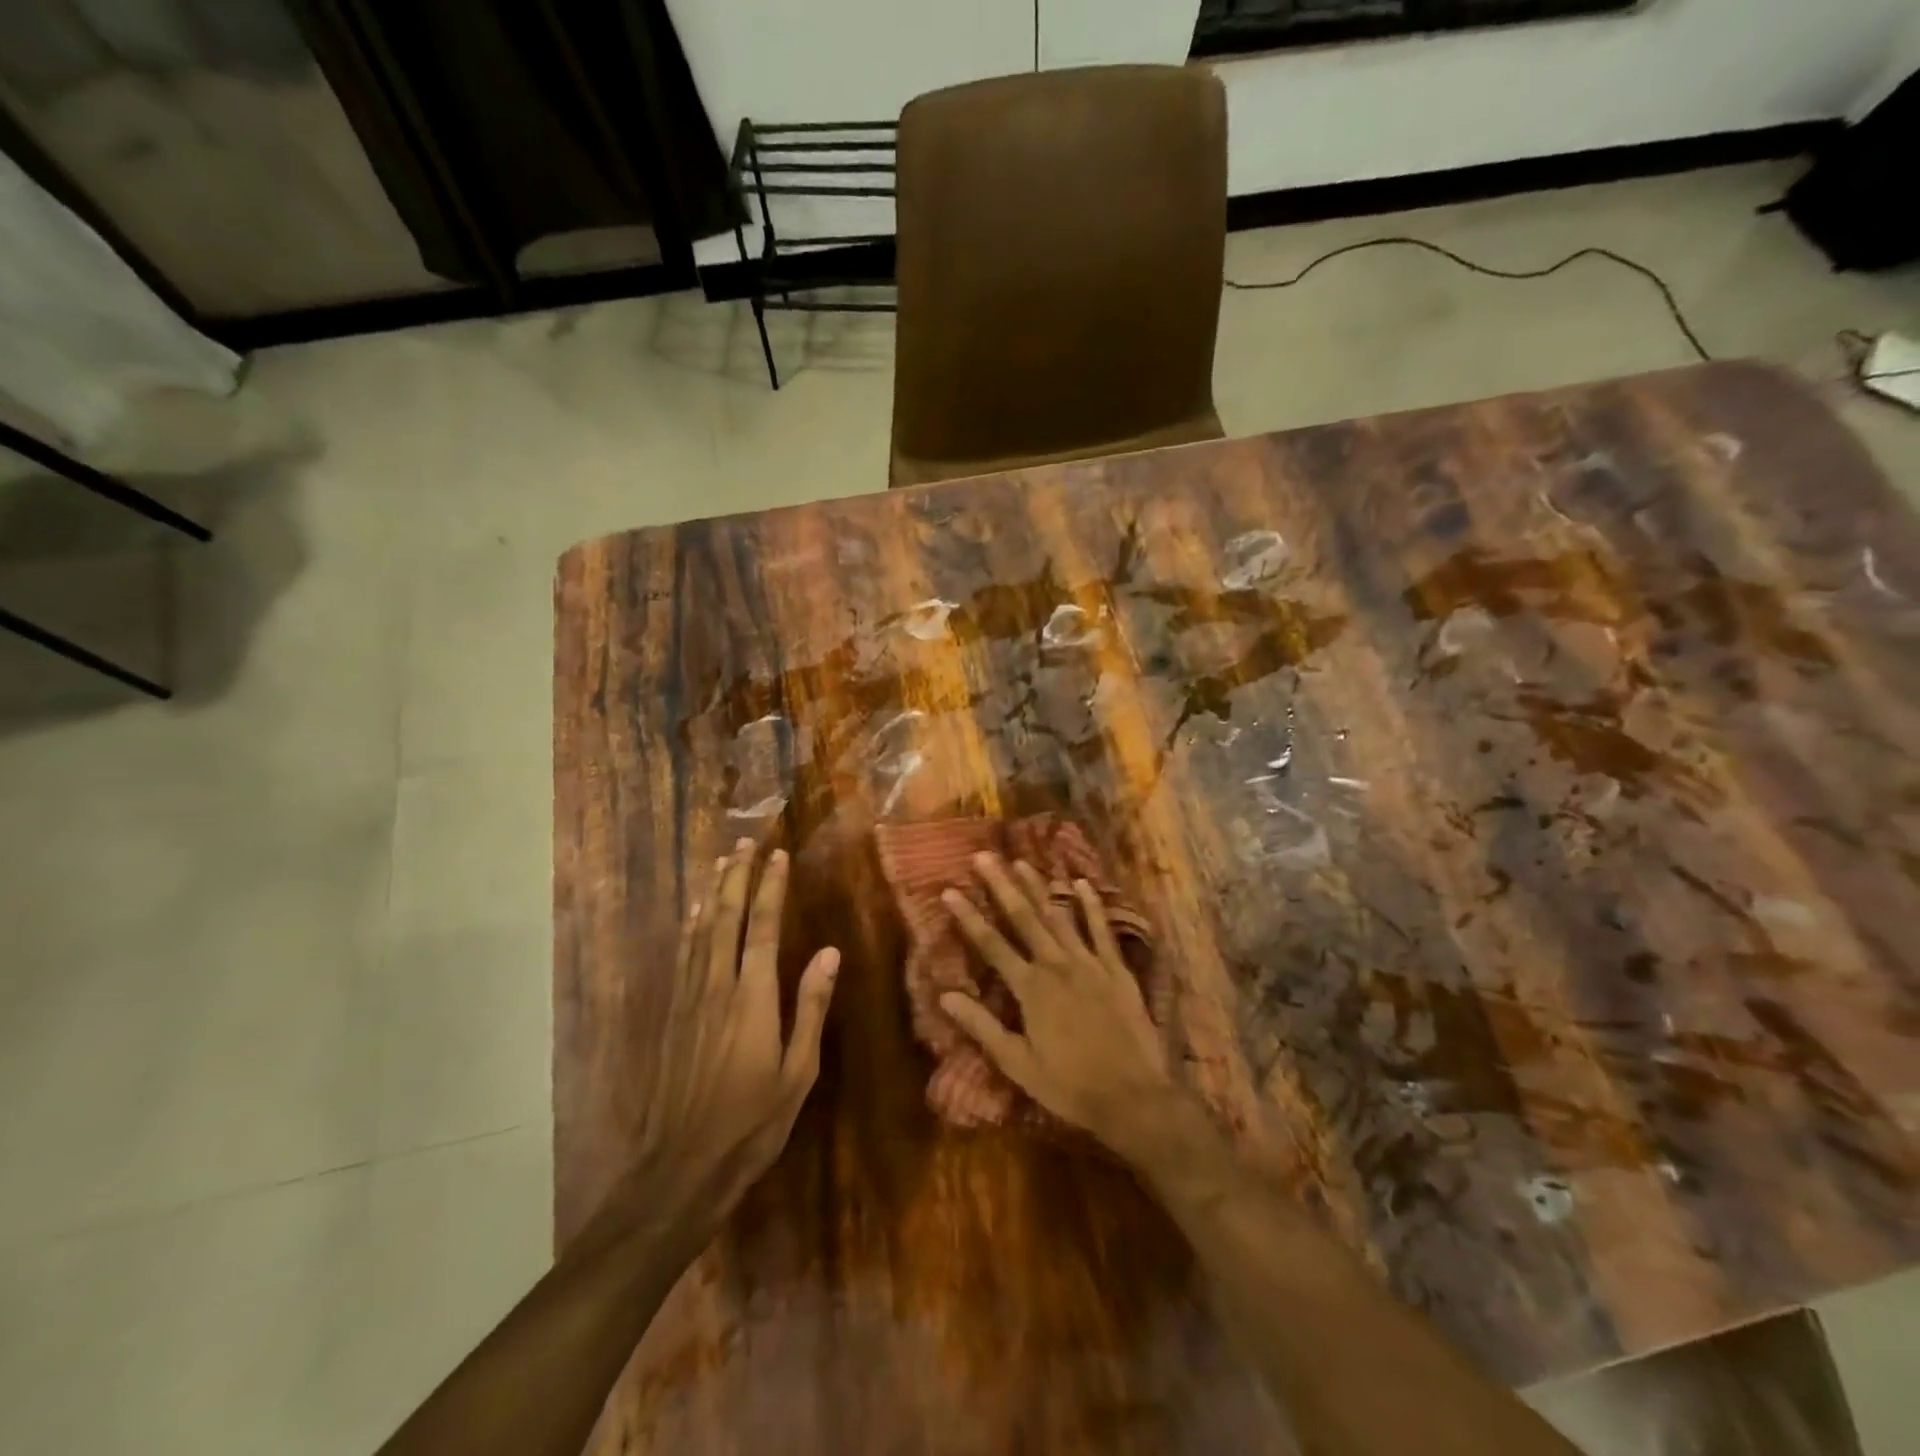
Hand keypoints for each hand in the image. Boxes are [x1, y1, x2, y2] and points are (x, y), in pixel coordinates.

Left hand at [613, 840, 838, 1247]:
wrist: (682, 1166)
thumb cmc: (752, 1122)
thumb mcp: (798, 1071)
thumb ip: (811, 1007)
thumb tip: (829, 953)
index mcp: (753, 997)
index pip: (763, 927)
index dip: (771, 888)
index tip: (778, 856)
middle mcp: (718, 986)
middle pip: (727, 918)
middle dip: (738, 877)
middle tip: (746, 843)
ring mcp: (690, 999)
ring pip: (701, 931)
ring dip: (713, 893)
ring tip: (721, 862)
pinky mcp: (674, 1016)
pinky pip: (683, 957)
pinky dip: (690, 927)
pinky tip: (693, 914)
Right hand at [939, 853, 1175, 1156]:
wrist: (1133, 1097)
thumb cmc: (1070, 1086)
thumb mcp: (1018, 1064)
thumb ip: (982, 1027)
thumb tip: (945, 995)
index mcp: (1030, 989)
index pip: (992, 945)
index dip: (968, 917)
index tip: (949, 890)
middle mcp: (1057, 966)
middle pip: (1024, 918)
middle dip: (1002, 885)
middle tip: (984, 856)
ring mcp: (1090, 964)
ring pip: (1059, 916)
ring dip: (1039, 887)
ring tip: (1021, 861)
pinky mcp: (1117, 970)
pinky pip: (1102, 930)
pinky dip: (1091, 905)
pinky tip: (1082, 883)